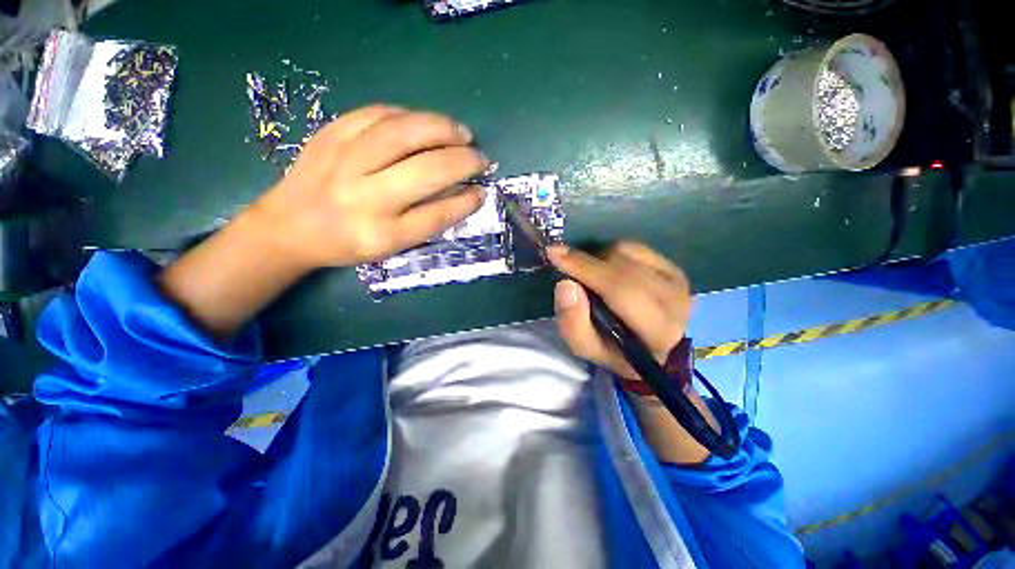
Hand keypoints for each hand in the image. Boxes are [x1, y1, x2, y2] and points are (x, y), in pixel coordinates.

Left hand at [248, 105, 489, 268]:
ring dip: (442, 128)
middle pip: (426, 171)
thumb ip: (427, 222)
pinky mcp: (330, 134)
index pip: (437, 215)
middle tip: (480, 159)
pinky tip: (425, 124)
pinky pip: (377, 114)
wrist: (289, 226)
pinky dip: (409, 115)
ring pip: (404, 133)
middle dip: (463, 161)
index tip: (482, 191)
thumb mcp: (391, 246)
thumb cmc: (347, 242)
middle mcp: (364, 199)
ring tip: (462, 133)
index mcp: (382, 235)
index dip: (466, 201)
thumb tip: (463, 194)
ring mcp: (344, 161)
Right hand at [548, 241, 691, 381]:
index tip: (555, 254)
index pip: (620, 290)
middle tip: (563, 261)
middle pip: (623, 268)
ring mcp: (677, 280)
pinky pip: (634, 247)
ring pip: (627, 253)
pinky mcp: (673, 267)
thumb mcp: (587, 347)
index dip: (585, 269)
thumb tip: (565, 284)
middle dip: (587, 262)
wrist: (651, 347)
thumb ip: (573, 322)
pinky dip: (612, 253)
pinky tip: (608, 269)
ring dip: (599, 259)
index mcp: (657, 331)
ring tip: (591, 275)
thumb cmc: (614, 350)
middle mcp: (676, 302)